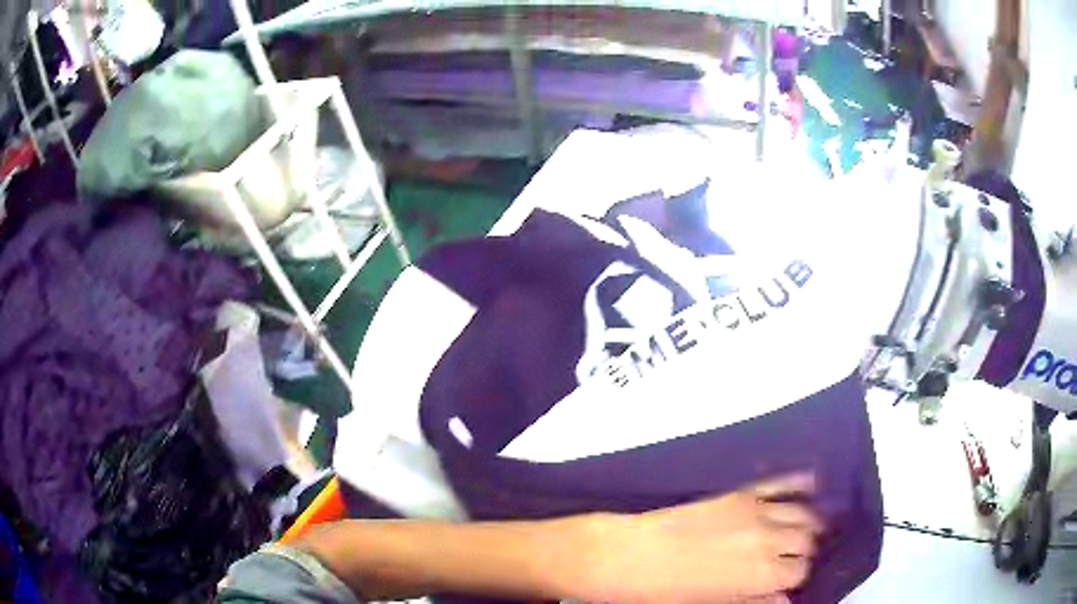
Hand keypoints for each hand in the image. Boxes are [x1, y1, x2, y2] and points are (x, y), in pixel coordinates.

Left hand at [578, 473, 823, 603]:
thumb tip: (783, 600)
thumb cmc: (664, 593)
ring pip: (802, 514)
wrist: (625, 556)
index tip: (785, 582)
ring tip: (804, 532)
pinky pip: (779, 484)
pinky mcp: (739, 494)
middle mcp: (768, 539)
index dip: (794, 579)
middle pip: (805, 541)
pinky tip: (812, 483)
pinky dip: (799, 483)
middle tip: (791, 560)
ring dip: (807, 524)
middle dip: (802, 552)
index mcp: (761, 573)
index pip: (799, 572)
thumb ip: (753, 602)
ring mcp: (755, 512)